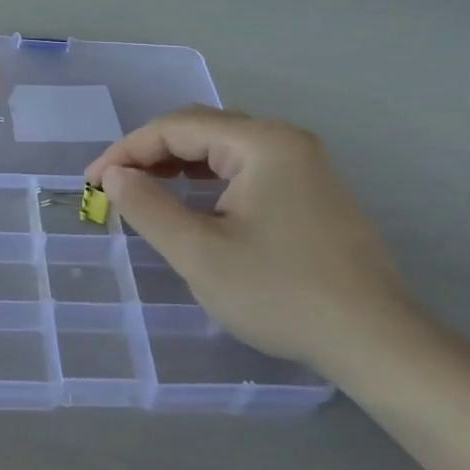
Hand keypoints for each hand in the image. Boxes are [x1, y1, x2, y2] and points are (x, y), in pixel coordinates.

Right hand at [85, 106, 410, 376]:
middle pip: (202, 129)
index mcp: (261, 142)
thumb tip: (115, 176)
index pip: (177, 127)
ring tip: (145, 190)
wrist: (376, 342)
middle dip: (151, 153)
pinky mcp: (313, 191)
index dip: (127, 150)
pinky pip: (247, 168)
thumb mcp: (200, 253)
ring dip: (179, 164)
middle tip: (116, 185)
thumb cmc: (281, 293)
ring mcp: (305, 164)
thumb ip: (149, 207)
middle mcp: (285, 140)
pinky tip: (194, 203)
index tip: (93, 181)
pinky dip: (210, 179)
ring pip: (225, 148)